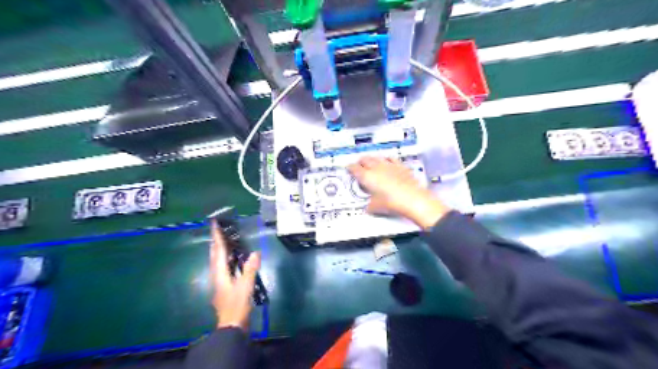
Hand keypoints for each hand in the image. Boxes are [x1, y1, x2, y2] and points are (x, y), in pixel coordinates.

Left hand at [210, 219, 261, 330]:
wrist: (231, 326)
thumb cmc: (237, 305)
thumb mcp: (245, 286)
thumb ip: (250, 269)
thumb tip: (255, 253)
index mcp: (220, 273)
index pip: (218, 251)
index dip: (217, 237)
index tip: (214, 224)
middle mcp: (217, 276)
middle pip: (214, 255)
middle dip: (215, 242)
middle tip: (218, 230)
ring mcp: (220, 282)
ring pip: (217, 262)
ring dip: (219, 250)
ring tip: (224, 241)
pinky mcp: (224, 287)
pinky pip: (223, 268)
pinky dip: (226, 260)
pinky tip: (232, 260)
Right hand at [346, 156, 449, 230]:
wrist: (412, 199)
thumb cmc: (392, 202)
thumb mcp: (376, 207)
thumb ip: (370, 206)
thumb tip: (368, 208)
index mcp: (367, 176)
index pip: (354, 168)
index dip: (350, 168)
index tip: (348, 168)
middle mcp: (376, 168)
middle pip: (365, 159)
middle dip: (360, 161)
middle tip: (358, 165)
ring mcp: (389, 165)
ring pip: (377, 157)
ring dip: (372, 159)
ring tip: (371, 162)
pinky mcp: (400, 166)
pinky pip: (391, 158)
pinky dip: (386, 159)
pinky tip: (387, 161)